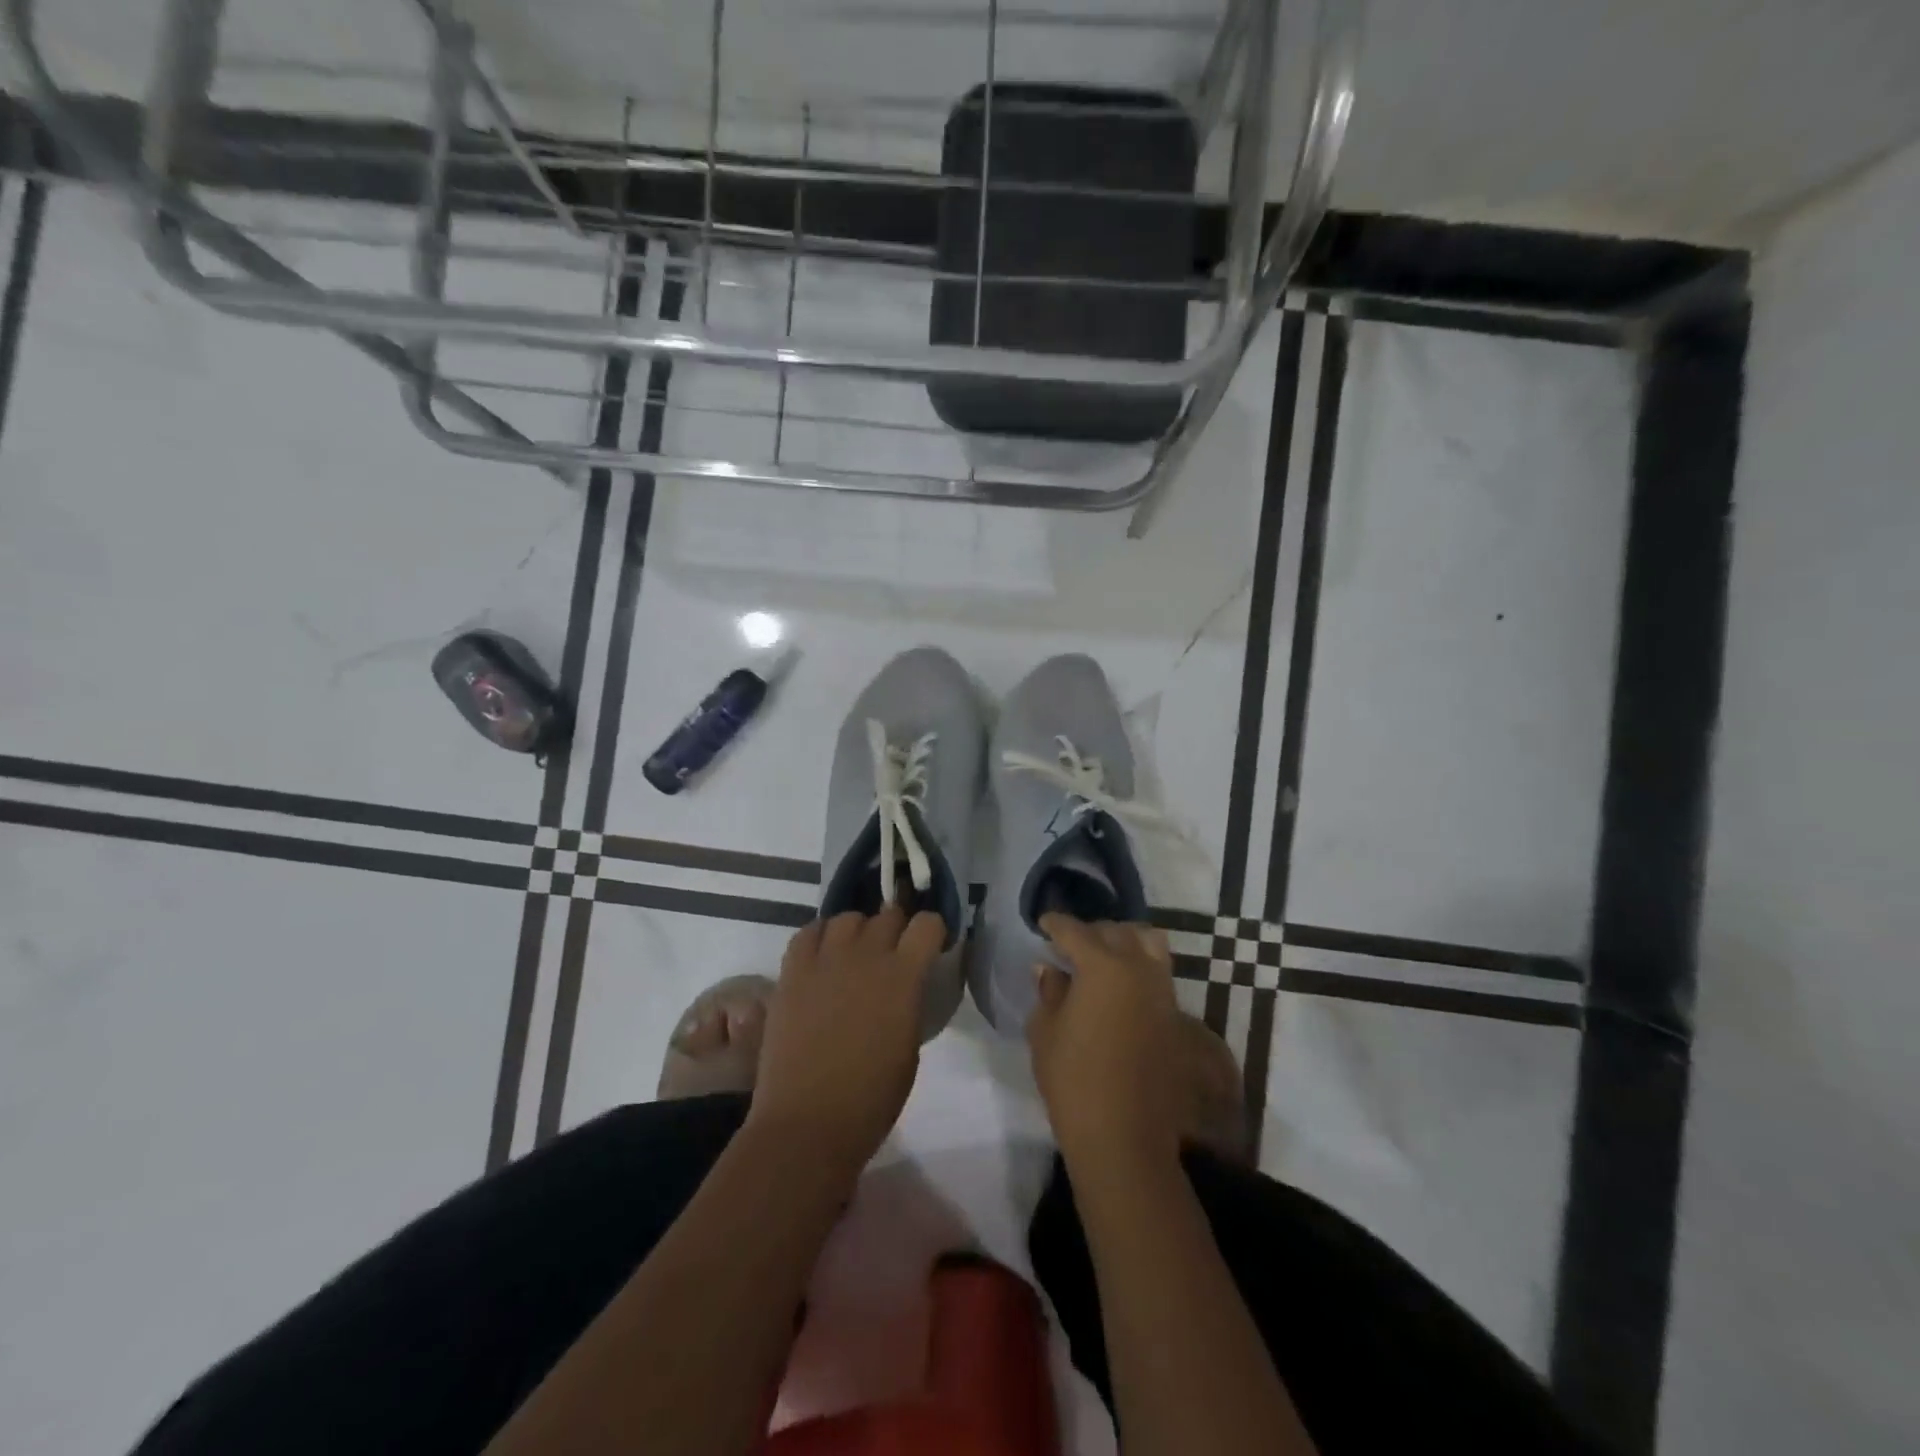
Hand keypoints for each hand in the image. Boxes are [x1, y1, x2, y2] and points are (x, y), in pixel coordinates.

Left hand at [746, 905, 944, 1177]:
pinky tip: (824, 956)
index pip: (927, 924)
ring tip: (856, 953)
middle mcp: (866, 956)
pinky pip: (808, 932)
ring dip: (859, 930)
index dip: (932, 931)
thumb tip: (905, 986)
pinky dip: (820, 936)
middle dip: (897, 928)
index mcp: (903, 977)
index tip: (931, 947)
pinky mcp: (792, 972)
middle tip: (894, 952)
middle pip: (888, 915)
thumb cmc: (870, 1100)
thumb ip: (908, 1004)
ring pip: (848, 917)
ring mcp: (825, 960)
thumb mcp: (910, 1048)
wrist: (807, 1124)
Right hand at [1027, 914, 1183, 1176]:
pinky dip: (1139, 964)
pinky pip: (1158, 971)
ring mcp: (1161, 991)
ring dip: (1124, 940)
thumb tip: (1050, 969)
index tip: (1043, 923)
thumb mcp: (1046, 1030)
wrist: (1123, 1135)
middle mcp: (1138, 968)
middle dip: (1091, 931)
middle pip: (1116, 931)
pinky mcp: (1173, 1015)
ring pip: (1148, 943)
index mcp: (1103, 966)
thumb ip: (1050, 992)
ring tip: (1102, 955)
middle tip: (1070, 942)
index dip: (1056, 924)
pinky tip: (1119, 984)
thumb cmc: (1073, 1079)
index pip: (1076, 931)